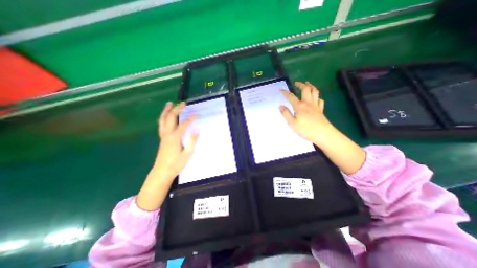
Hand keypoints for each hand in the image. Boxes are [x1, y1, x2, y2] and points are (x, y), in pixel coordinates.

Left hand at [152, 102, 197, 180]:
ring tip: (169, 103)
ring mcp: (163, 136)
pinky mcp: (162, 139)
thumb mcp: (188, 154)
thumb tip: (197, 130)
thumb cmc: (176, 164)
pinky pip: (161, 125)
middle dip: (177, 109)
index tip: (197, 114)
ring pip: (162, 120)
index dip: (191, 118)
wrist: (162, 172)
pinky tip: (166, 116)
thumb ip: (192, 141)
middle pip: (170, 118)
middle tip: (183, 103)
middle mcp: (167, 134)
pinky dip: (163, 117)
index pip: (184, 124)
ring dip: (166, 111)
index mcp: (175, 138)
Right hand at [280, 81, 332, 145]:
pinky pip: (320, 100)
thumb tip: (280, 106)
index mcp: (300, 106)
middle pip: (306, 89)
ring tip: (307, 84)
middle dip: (301, 84)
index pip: (291, 97)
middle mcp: (308, 103)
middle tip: (297, 83)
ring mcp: (316, 106)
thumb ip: (286, 114)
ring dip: (311, 86)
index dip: (286, 92)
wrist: (323, 134)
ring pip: (315, 92)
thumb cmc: (306, 129)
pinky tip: (315, 98)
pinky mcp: (321, 110)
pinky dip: (317, 96)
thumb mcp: (292, 123)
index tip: (281, 90)